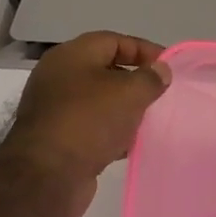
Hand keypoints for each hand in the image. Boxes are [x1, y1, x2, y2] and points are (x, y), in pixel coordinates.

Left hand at [0, 31, 170, 216]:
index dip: (144, 50)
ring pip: (99, 101)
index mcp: (71, 55)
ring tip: (149, 120)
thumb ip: (150, 78)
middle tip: (160, 94)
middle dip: (135, 81)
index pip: (114, 40)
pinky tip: (129, 145)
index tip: (168, 67)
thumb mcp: (129, 93)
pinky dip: (111, 132)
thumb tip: (160, 70)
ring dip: (124, 109)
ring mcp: (55, 108)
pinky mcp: (56, 138)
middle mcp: (58, 76)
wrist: (46, 175)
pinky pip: (91, 126)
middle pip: (105, 70)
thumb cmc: (89, 121)